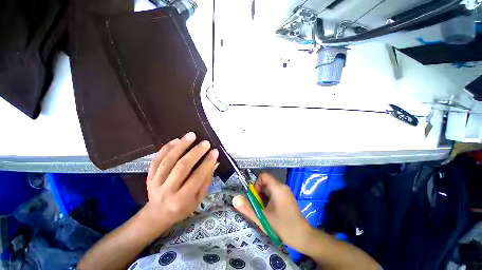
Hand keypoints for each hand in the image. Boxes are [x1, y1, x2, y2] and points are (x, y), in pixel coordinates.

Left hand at [142, 132, 218, 232]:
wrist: (158, 214)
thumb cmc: (183, 208)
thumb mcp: (198, 199)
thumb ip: (206, 180)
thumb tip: (214, 162)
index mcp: (182, 199)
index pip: (197, 177)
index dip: (207, 163)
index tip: (215, 151)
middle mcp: (168, 191)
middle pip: (182, 167)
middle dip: (195, 152)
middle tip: (205, 142)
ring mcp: (155, 183)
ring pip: (168, 160)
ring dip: (181, 146)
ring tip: (191, 135)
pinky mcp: (149, 176)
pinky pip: (156, 160)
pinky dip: (166, 148)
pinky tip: (176, 140)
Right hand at [233, 173, 313, 249]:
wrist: (303, 238)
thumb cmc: (283, 227)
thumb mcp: (262, 218)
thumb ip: (247, 207)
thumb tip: (234, 198)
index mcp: (277, 187)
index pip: (263, 176)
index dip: (256, 185)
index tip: (256, 198)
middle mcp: (282, 186)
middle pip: (265, 183)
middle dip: (259, 194)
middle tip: (259, 207)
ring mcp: (285, 192)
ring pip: (269, 189)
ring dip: (263, 198)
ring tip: (265, 211)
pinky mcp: (287, 197)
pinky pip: (274, 193)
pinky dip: (268, 200)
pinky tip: (270, 212)